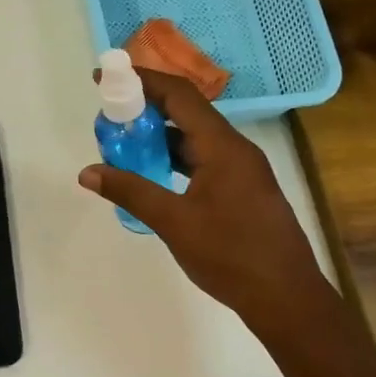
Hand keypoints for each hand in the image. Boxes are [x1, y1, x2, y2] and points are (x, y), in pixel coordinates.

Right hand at [79, 68, 328, 330]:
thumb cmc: (231, 256)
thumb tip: (88, 173)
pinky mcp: (244, 191)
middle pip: (188, 113)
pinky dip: (177, 159)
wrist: (287, 298)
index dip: (142, 80)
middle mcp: (236, 149)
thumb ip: (131, 191)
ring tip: (123, 144)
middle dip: (146, 108)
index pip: (179, 95)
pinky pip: (205, 160)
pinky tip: (154, 174)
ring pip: (196, 139)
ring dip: (161, 136)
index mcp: (223, 146)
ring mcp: (243, 170)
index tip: (107, 77)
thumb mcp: (174, 222)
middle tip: (109, 116)